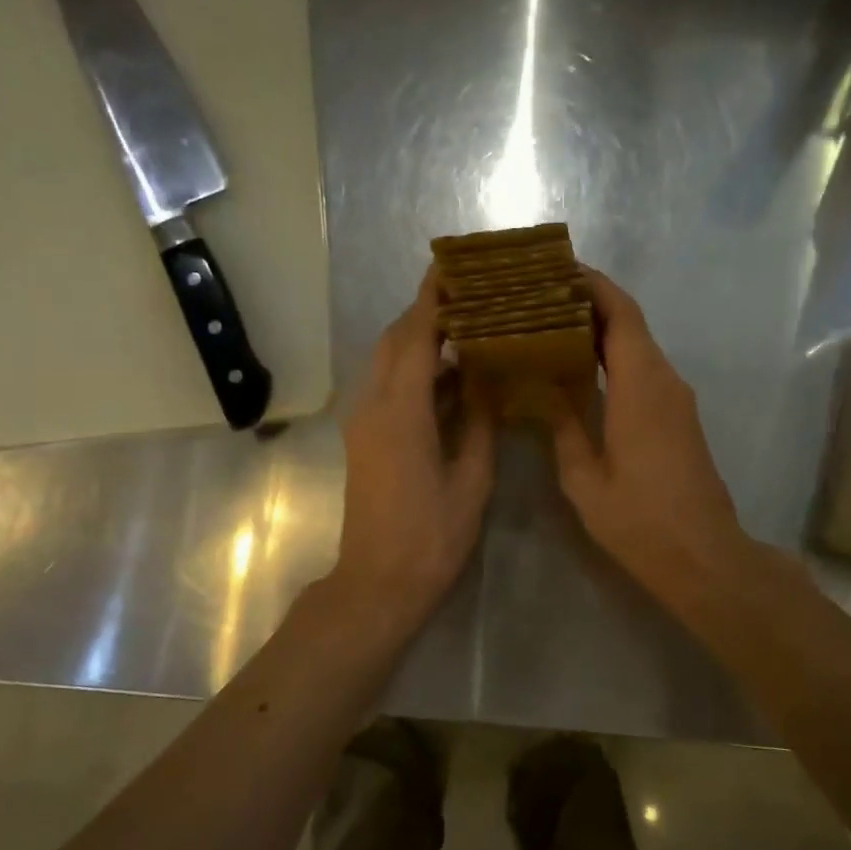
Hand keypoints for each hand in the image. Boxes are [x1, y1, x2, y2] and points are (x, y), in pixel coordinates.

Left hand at [328, 269, 494, 636]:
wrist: (378, 582)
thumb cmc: (431, 537)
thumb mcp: (471, 479)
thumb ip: (478, 421)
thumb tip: (486, 378)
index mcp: (400, 411)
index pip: (416, 336)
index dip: (434, 299)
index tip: (456, 267)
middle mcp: (373, 405)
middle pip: (395, 340)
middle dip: (427, 312)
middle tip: (470, 295)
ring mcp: (364, 421)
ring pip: (389, 362)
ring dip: (422, 341)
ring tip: (468, 328)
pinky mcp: (365, 437)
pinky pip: (389, 387)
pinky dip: (417, 371)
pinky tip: (452, 376)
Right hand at [548, 269, 752, 604]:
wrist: (703, 557)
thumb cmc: (640, 520)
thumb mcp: (585, 478)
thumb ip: (563, 426)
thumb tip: (543, 390)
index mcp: (641, 386)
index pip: (622, 313)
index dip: (592, 285)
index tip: (556, 270)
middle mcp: (665, 381)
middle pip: (630, 323)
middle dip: (589, 303)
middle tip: (540, 298)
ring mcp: (676, 399)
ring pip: (638, 346)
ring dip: (600, 331)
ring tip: (551, 327)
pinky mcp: (678, 417)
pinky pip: (644, 370)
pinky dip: (613, 358)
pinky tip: (580, 371)